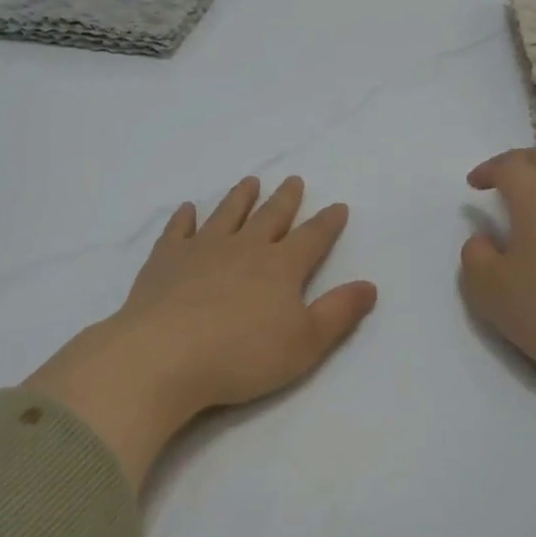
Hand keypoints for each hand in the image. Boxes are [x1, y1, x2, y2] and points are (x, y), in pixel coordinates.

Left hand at [25, 176, 377, 485]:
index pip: (312, 238)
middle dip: (285, 200)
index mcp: (281, 267)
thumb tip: (369, 285)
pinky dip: (184, 217)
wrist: (165, 355)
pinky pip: (178, 230)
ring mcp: (202, 249)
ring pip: (227, 214)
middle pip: (270, 217)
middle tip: (293, 181)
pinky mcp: (166, 259)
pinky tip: (188, 209)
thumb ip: (339, 312)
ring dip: (240, 198)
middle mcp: (244, 248)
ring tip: (250, 182)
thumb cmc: (243, 355)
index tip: (338, 206)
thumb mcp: (306, 343)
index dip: (328, 223)